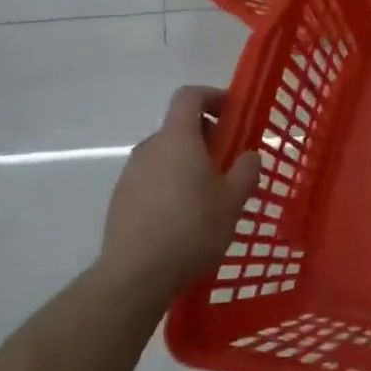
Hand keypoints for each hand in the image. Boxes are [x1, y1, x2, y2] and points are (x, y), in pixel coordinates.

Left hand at [94, 86, 261, 300]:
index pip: (189, 96)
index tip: (232, 113)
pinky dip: (170, 185)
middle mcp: (149, 148)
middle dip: (206, 137)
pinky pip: (151, 179)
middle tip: (228, 162)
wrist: (136, 274)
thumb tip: (249, 155)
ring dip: (187, 163)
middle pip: (178, 127)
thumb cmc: (192, 228)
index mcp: (178, 139)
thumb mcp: (233, 200)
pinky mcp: (120, 200)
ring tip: (208, 195)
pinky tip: (184, 217)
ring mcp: (130, 174)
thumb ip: (246, 171)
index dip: (212, 96)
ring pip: (165, 156)